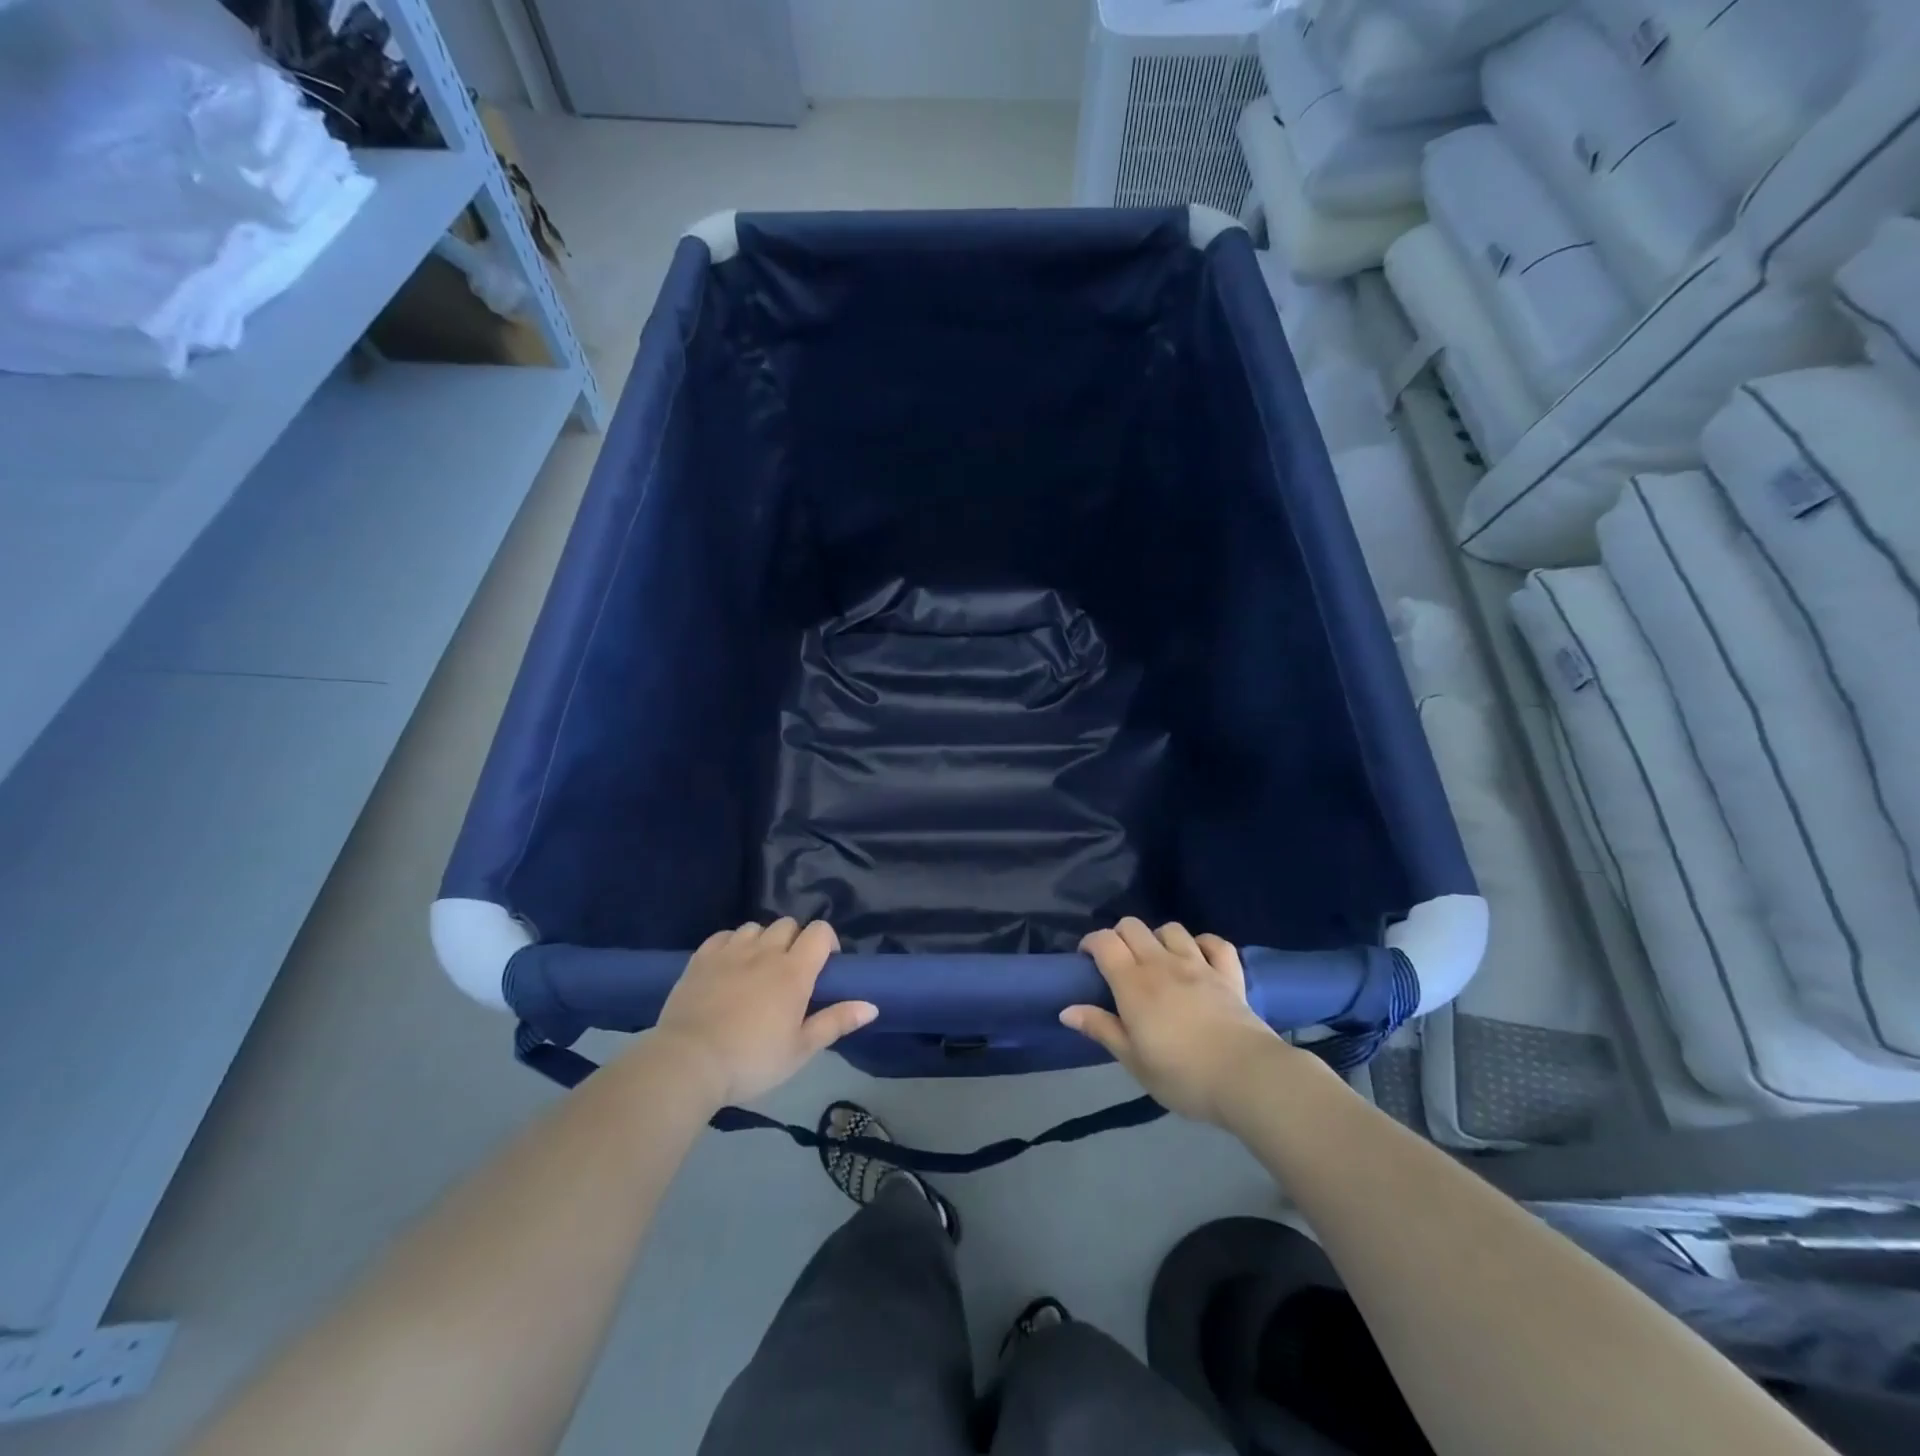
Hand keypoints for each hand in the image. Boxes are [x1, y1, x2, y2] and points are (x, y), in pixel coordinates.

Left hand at [652, 919, 875, 1104]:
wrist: (688, 1063)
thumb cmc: (751, 1060)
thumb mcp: (800, 1050)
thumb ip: (836, 1022)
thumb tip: (872, 1005)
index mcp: (794, 971)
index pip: (820, 931)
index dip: (827, 942)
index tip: (824, 966)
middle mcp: (765, 951)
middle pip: (788, 924)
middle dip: (795, 941)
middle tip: (791, 973)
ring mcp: (730, 951)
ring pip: (756, 927)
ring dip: (763, 941)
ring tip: (758, 968)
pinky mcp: (701, 958)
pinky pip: (724, 936)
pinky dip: (732, 944)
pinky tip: (729, 965)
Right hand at [1061, 918, 1295, 1123]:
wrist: (1246, 1077)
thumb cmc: (1182, 1075)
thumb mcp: (1133, 1060)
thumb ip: (1101, 1029)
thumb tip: (1066, 1010)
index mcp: (1133, 983)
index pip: (1104, 942)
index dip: (1091, 942)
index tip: (1086, 959)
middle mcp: (1162, 963)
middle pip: (1133, 926)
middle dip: (1119, 936)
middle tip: (1118, 963)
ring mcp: (1199, 964)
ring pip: (1172, 929)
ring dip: (1158, 938)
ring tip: (1157, 960)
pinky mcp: (1229, 974)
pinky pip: (1216, 943)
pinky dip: (1204, 944)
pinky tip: (1199, 957)